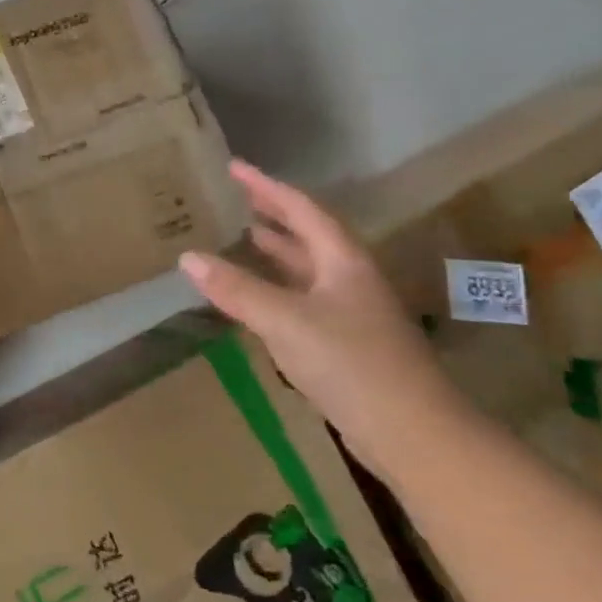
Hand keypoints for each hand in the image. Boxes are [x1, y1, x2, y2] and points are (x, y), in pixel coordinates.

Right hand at [178, 161, 468, 467]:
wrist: (413, 434)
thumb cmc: (351, 363)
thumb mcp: (286, 320)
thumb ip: (237, 289)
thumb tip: (188, 257)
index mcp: (343, 262)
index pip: (301, 209)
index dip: (267, 187)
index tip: (234, 167)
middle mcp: (349, 280)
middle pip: (308, 236)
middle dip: (273, 215)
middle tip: (237, 199)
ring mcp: (351, 313)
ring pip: (307, 270)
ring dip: (277, 253)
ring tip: (244, 238)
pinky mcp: (346, 345)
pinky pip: (303, 301)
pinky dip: (277, 290)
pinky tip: (257, 300)